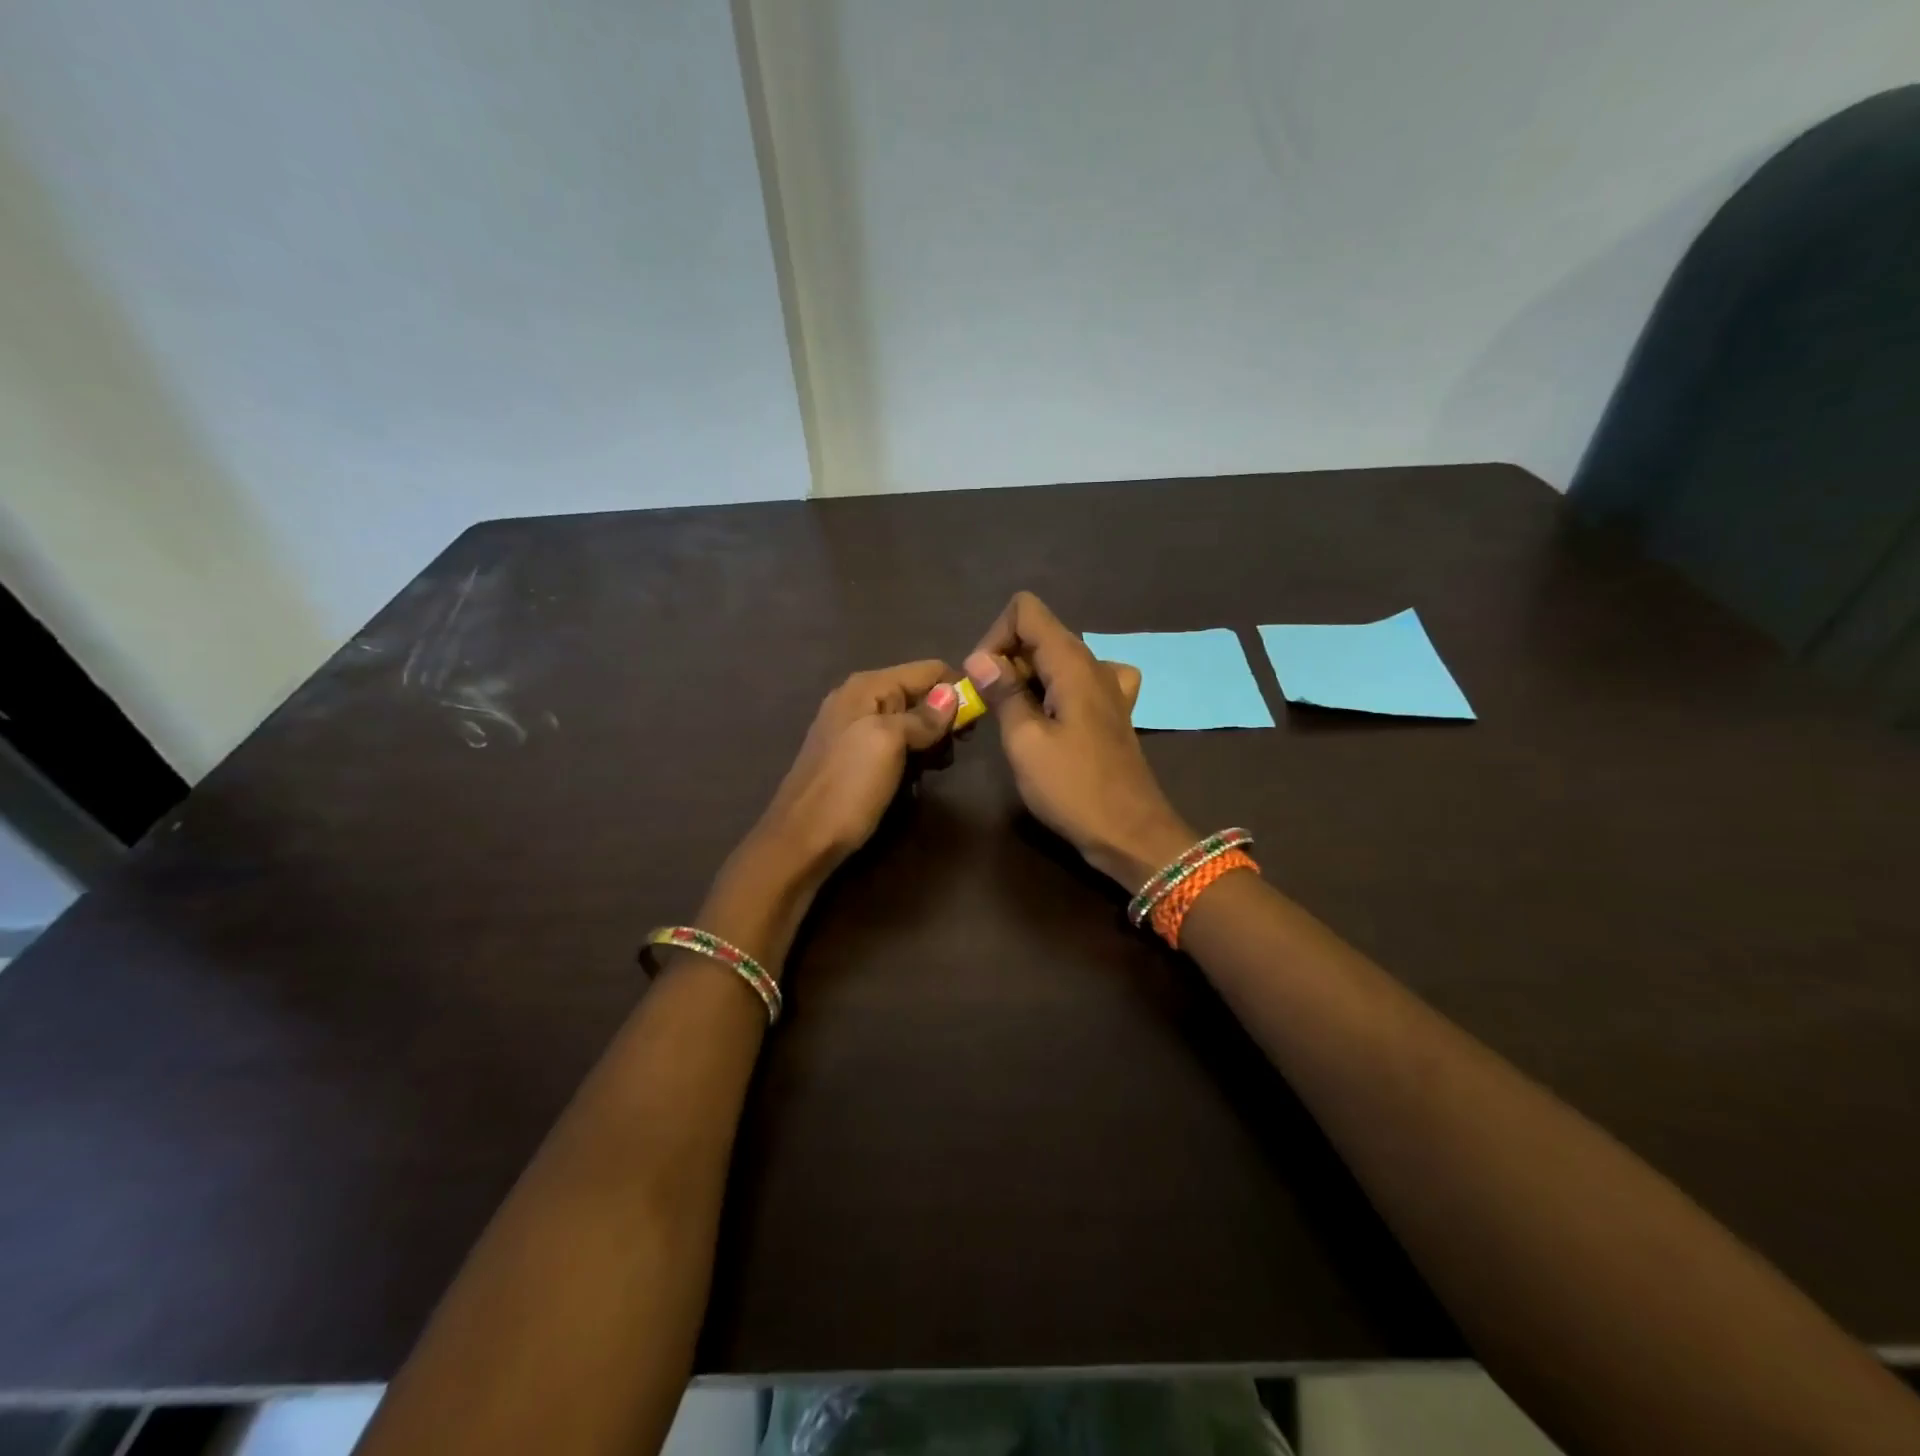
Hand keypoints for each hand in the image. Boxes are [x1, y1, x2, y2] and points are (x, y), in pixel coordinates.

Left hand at [750, 660, 960, 878]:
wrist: (802, 840)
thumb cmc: (848, 787)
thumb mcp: (888, 744)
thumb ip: (921, 717)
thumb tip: (952, 695)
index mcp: (867, 687)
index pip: (928, 670)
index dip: (956, 691)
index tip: (974, 725)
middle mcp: (860, 699)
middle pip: (920, 695)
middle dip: (943, 720)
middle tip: (951, 753)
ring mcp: (855, 729)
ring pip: (911, 722)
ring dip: (930, 743)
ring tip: (934, 769)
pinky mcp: (855, 757)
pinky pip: (895, 745)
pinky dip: (912, 757)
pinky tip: (915, 778)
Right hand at [966, 592, 1195, 888]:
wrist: (1130, 833)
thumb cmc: (1073, 788)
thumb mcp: (1025, 741)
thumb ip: (1002, 693)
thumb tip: (979, 657)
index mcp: (1071, 662)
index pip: (1026, 610)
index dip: (996, 636)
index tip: (984, 680)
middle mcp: (1093, 664)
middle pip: (1039, 634)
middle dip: (1006, 660)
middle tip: (991, 708)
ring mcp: (1108, 688)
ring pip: (1055, 660)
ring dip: (1026, 680)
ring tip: (1015, 719)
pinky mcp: (1112, 712)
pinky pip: (1077, 683)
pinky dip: (1056, 692)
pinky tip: (1053, 718)